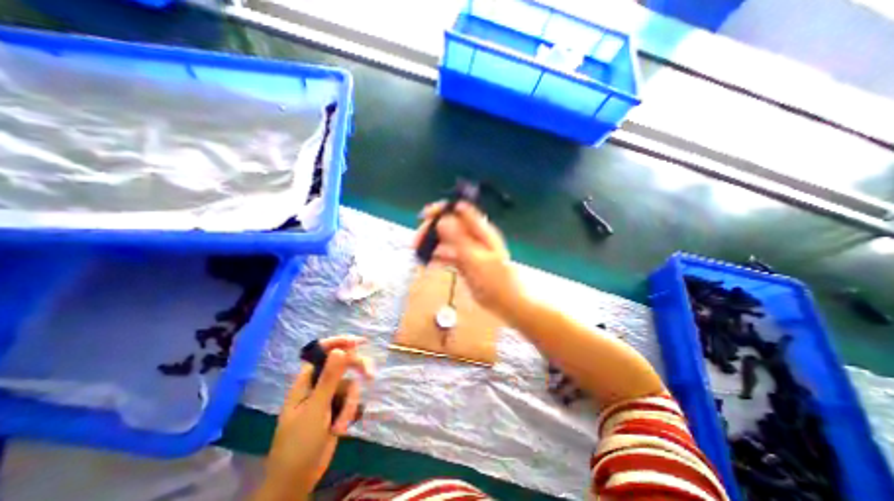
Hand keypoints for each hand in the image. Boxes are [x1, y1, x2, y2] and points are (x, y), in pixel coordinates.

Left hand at [254, 336, 373, 500]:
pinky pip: (351, 399)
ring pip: (350, 385)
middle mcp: (318, 384)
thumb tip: (341, 349)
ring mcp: (328, 396)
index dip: (339, 343)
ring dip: (350, 404)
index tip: (359, 342)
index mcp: (306, 380)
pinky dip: (350, 412)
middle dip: (356, 371)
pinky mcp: (337, 408)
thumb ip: (329, 378)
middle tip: (370, 375)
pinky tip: (342, 428)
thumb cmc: (299, 443)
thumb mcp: (316, 409)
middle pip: (342, 365)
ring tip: (341, 425)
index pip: (322, 352)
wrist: (297, 480)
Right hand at [416, 199, 524, 315]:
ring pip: (446, 240)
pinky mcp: (464, 262)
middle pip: (449, 225)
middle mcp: (474, 237)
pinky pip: (448, 255)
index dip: (442, 209)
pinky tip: (427, 262)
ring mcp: (468, 250)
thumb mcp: (476, 259)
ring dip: (432, 244)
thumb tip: (443, 219)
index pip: (460, 210)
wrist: (507, 304)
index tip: (425, 215)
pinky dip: (437, 256)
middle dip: (432, 229)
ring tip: (418, 252)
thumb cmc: (495, 281)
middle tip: (416, 241)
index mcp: (481, 231)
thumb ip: (459, 239)